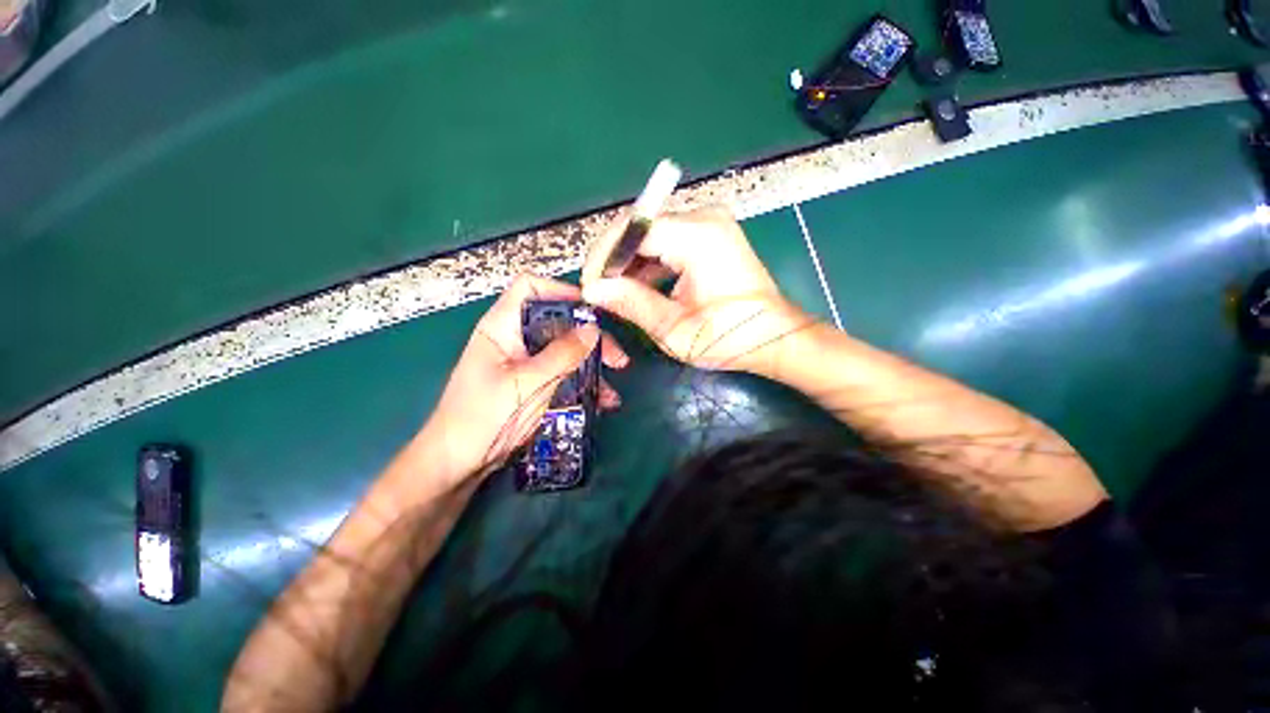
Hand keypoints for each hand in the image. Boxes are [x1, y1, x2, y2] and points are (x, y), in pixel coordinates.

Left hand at [410, 274, 627, 490]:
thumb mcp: (525, 383)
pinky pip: (565, 375)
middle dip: (590, 338)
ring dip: (593, 366)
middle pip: (559, 322)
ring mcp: (527, 362)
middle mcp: (517, 338)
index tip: (592, 311)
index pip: (530, 288)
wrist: (459, 461)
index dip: (561, 291)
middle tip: (616, 359)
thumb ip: (561, 355)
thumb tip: (593, 330)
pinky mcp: (535, 383)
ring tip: (612, 389)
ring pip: (566, 351)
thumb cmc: (481, 416)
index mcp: (503, 326)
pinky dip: (584, 385)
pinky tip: (602, 402)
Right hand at [581, 206, 811, 372]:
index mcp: (697, 236)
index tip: (590, 284)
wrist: (775, 337)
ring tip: (617, 293)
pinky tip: (641, 287)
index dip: (604, 255)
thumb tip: (593, 289)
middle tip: (600, 291)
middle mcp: (704, 217)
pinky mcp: (712, 235)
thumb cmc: (729, 337)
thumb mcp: (674, 327)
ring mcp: (710, 223)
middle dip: (615, 260)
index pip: (633, 229)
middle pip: (641, 228)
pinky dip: (651, 263)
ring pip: (652, 235)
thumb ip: (631, 303)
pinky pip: (669, 241)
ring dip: (631, 263)